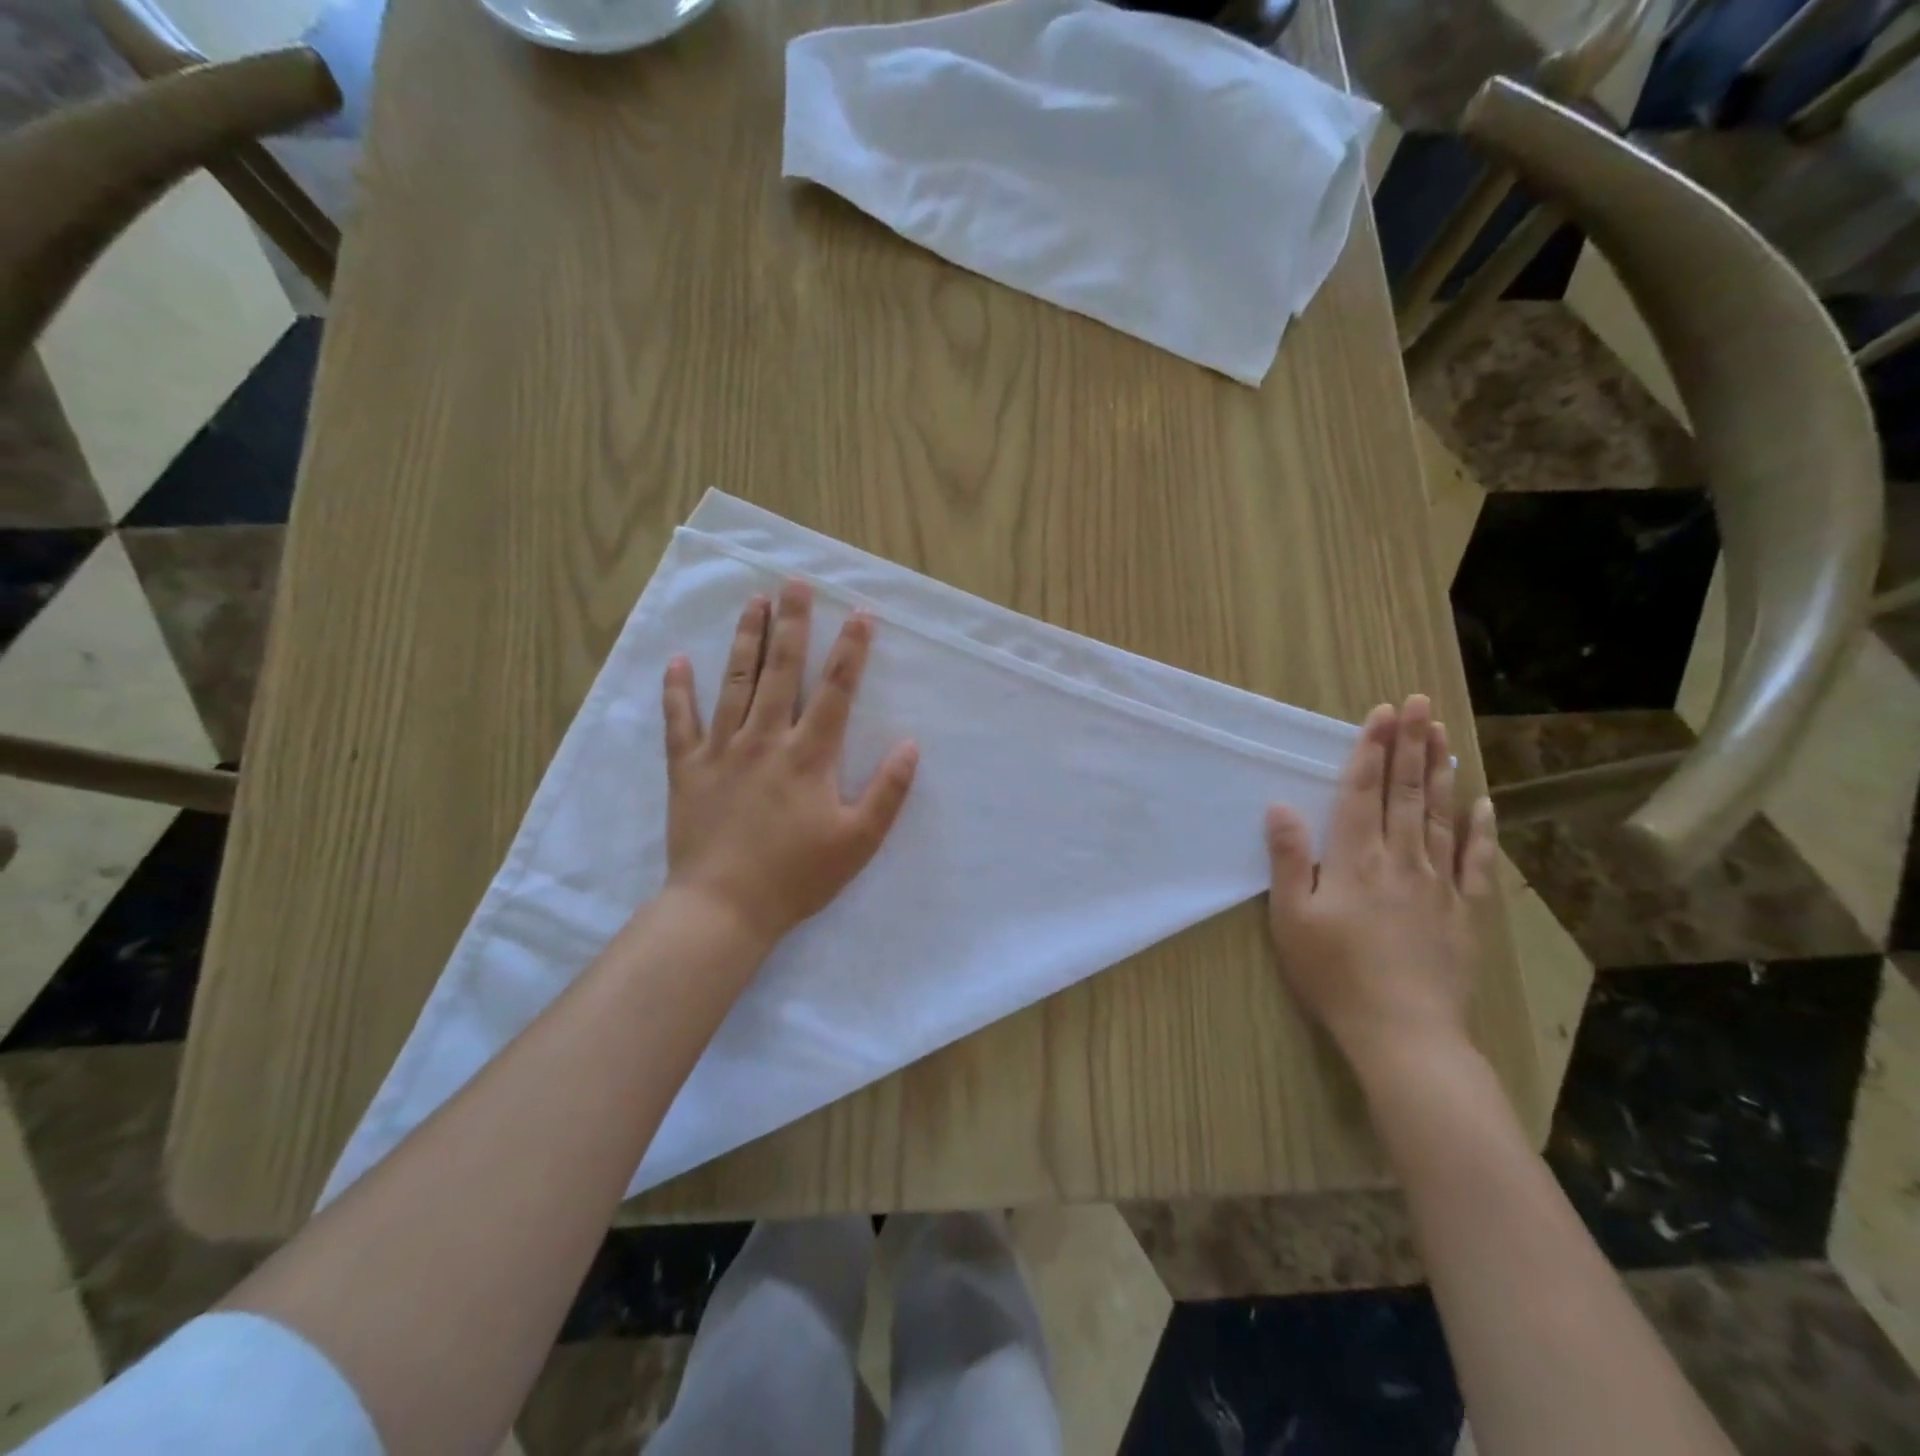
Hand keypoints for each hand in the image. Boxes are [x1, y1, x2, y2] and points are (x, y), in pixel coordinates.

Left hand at [661, 581, 918, 945]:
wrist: (722, 908)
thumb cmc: (796, 877)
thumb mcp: (858, 842)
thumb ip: (888, 793)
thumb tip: (910, 745)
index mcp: (809, 756)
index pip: (836, 690)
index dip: (851, 650)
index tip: (860, 613)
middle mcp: (765, 740)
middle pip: (781, 671)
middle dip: (792, 624)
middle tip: (794, 583)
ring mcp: (721, 751)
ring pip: (734, 683)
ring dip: (745, 639)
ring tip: (753, 601)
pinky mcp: (687, 769)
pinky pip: (679, 721)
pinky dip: (677, 690)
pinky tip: (679, 660)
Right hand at [1263, 695, 1497, 1080]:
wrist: (1403, 1032)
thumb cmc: (1334, 974)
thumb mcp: (1292, 919)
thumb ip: (1289, 860)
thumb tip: (1280, 806)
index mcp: (1355, 859)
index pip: (1362, 792)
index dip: (1371, 750)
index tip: (1382, 713)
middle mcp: (1400, 860)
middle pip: (1405, 792)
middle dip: (1410, 745)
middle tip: (1419, 704)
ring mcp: (1438, 884)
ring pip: (1439, 816)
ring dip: (1440, 772)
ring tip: (1443, 735)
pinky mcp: (1464, 911)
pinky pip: (1474, 861)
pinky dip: (1479, 830)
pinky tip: (1482, 805)